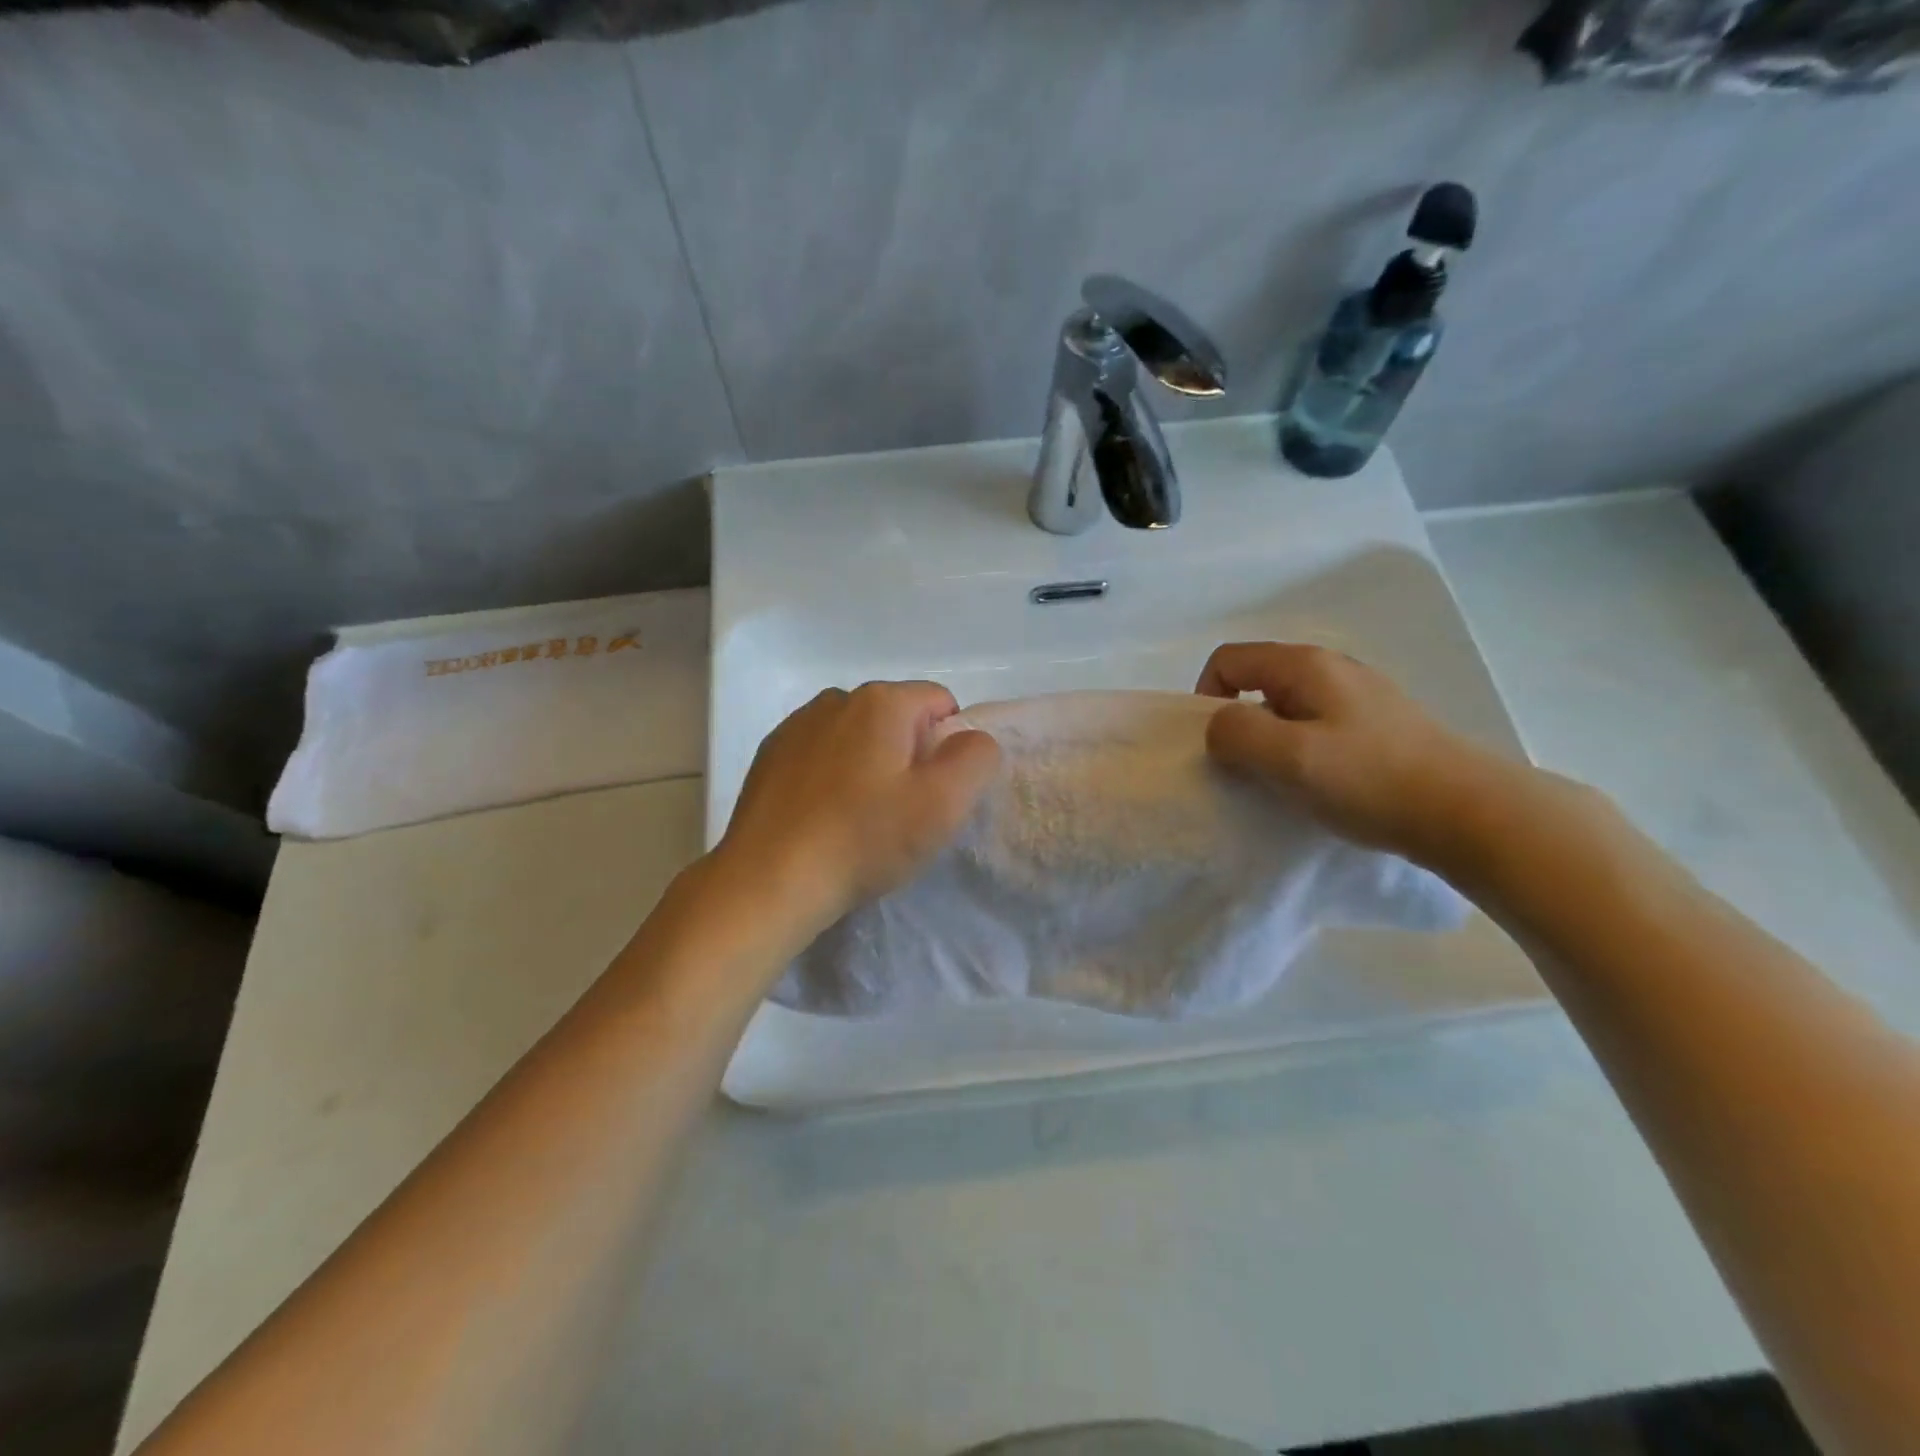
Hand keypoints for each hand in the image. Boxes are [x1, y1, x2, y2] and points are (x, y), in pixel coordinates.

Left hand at [710, 681, 1001, 941]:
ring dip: (868, 767)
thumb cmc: (863, 838)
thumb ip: (976, 758)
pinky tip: (823, 819)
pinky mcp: (770, 755)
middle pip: (897, 719)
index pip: (940, 704)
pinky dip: (831, 778)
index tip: (932, 794)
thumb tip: (971, 739)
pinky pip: (821, 756)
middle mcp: (836, 699)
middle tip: (900, 812)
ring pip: (857, 738)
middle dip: (908, 757)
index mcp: (881, 701)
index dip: (948, 749)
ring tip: (858, 820)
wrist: (769, 880)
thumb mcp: (943, 803)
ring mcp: (797, 725)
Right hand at [1197, 642, 1501, 870]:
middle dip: (1240, 722)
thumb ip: (1236, 733)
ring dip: (1271, 741)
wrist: (1468, 811)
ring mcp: (1359, 694)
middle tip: (1250, 769)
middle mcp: (1331, 667)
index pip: (1227, 660)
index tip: (1219, 744)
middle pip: (1257, 681)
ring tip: (1287, 780)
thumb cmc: (1370, 779)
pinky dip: (1302, 750)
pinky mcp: (1378, 724)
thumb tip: (1220, 726)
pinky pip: (1317, 725)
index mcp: (1304, 665)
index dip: (1207, 697)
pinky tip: (1323, 783)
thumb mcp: (1288, 757)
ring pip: (1287, 707)